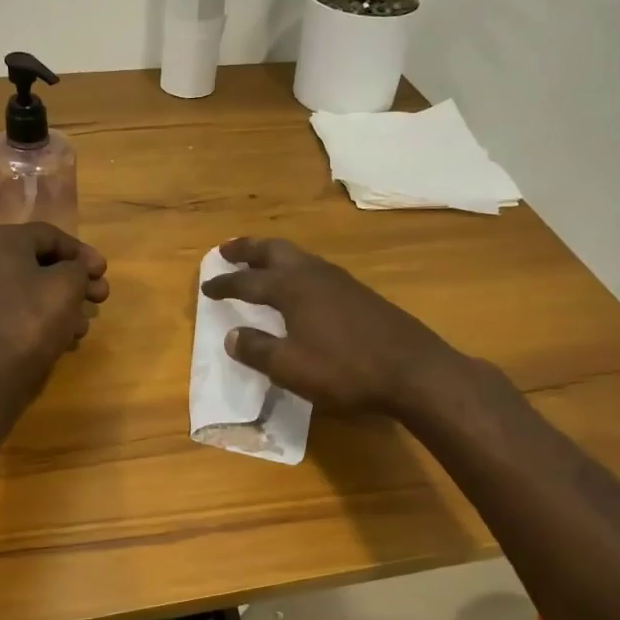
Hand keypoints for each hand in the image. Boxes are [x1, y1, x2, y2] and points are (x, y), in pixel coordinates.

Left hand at [0, 223, 109, 405]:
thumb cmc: (31, 320)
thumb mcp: (67, 286)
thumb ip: (78, 269)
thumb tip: (74, 270)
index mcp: (2, 242)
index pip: (50, 235)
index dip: (82, 252)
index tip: (104, 272)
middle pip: (40, 264)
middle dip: (76, 281)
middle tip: (101, 297)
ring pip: (31, 291)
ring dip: (63, 303)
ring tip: (85, 325)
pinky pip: (18, 312)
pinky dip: (43, 320)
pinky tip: (65, 340)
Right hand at [200, 236, 453, 413]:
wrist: (412, 369)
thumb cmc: (345, 369)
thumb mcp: (291, 367)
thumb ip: (257, 350)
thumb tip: (231, 335)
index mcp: (292, 288)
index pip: (248, 282)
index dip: (225, 284)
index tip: (206, 285)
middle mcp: (314, 274)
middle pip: (274, 251)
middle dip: (248, 249)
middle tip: (226, 250)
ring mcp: (340, 281)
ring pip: (298, 256)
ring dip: (273, 255)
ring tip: (260, 262)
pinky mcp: (359, 293)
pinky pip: (316, 269)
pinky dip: (296, 269)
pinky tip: (300, 286)